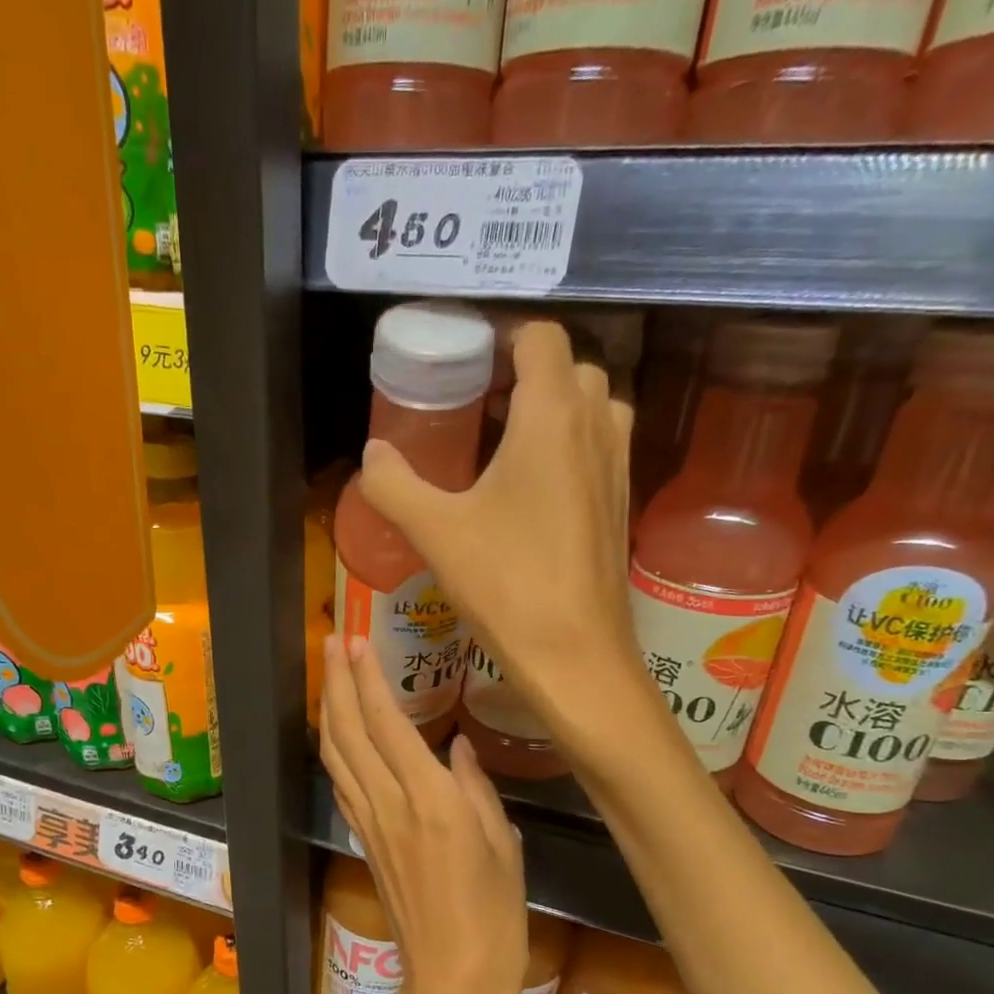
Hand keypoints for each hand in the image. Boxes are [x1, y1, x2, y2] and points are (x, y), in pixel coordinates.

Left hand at [320, 634, 527, 993]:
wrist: (451, 982)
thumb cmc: (494, 917)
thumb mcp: (503, 845)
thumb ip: (475, 787)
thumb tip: (455, 745)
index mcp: (431, 800)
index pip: (387, 723)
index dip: (367, 678)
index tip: (356, 641)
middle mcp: (390, 804)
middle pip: (348, 731)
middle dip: (335, 681)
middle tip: (332, 641)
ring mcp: (370, 823)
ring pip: (336, 754)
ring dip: (327, 709)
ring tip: (328, 675)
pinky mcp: (364, 841)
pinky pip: (342, 782)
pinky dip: (335, 748)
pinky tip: (338, 733)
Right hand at [358, 320, 638, 737]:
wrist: (576, 655)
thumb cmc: (506, 584)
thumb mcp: (435, 532)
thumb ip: (394, 485)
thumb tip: (372, 454)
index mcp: (553, 416)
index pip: (541, 337)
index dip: (502, 339)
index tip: (464, 364)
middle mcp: (596, 428)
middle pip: (570, 368)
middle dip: (525, 374)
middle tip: (476, 406)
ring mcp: (617, 467)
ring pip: (592, 408)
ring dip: (553, 409)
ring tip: (503, 443)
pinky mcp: (621, 504)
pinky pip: (599, 448)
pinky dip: (569, 446)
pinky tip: (528, 491)